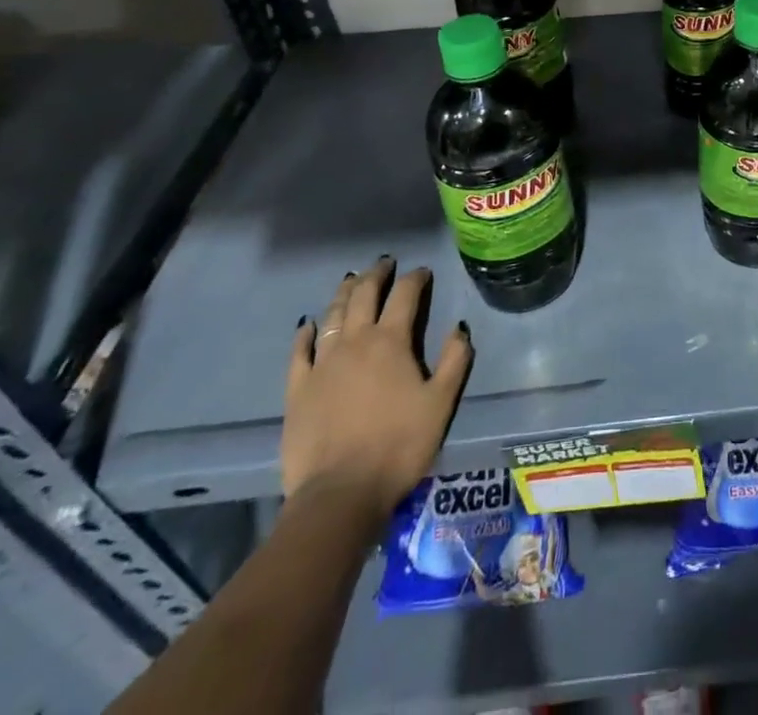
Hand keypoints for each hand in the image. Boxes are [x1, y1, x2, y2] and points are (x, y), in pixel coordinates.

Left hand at [283, 257, 472, 525]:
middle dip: (376, 274)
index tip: (423, 272)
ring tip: (351, 280)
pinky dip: (304, 333)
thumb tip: (459, 327)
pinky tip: (307, 324)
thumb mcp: (442, 403)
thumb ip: (455, 360)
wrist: (340, 494)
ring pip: (332, 315)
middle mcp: (355, 341)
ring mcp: (322, 363)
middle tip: (384, 263)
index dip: (415, 278)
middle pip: (364, 295)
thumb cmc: (399, 445)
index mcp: (391, 341)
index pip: (405, 295)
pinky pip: (299, 351)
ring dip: (344, 293)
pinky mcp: (297, 389)